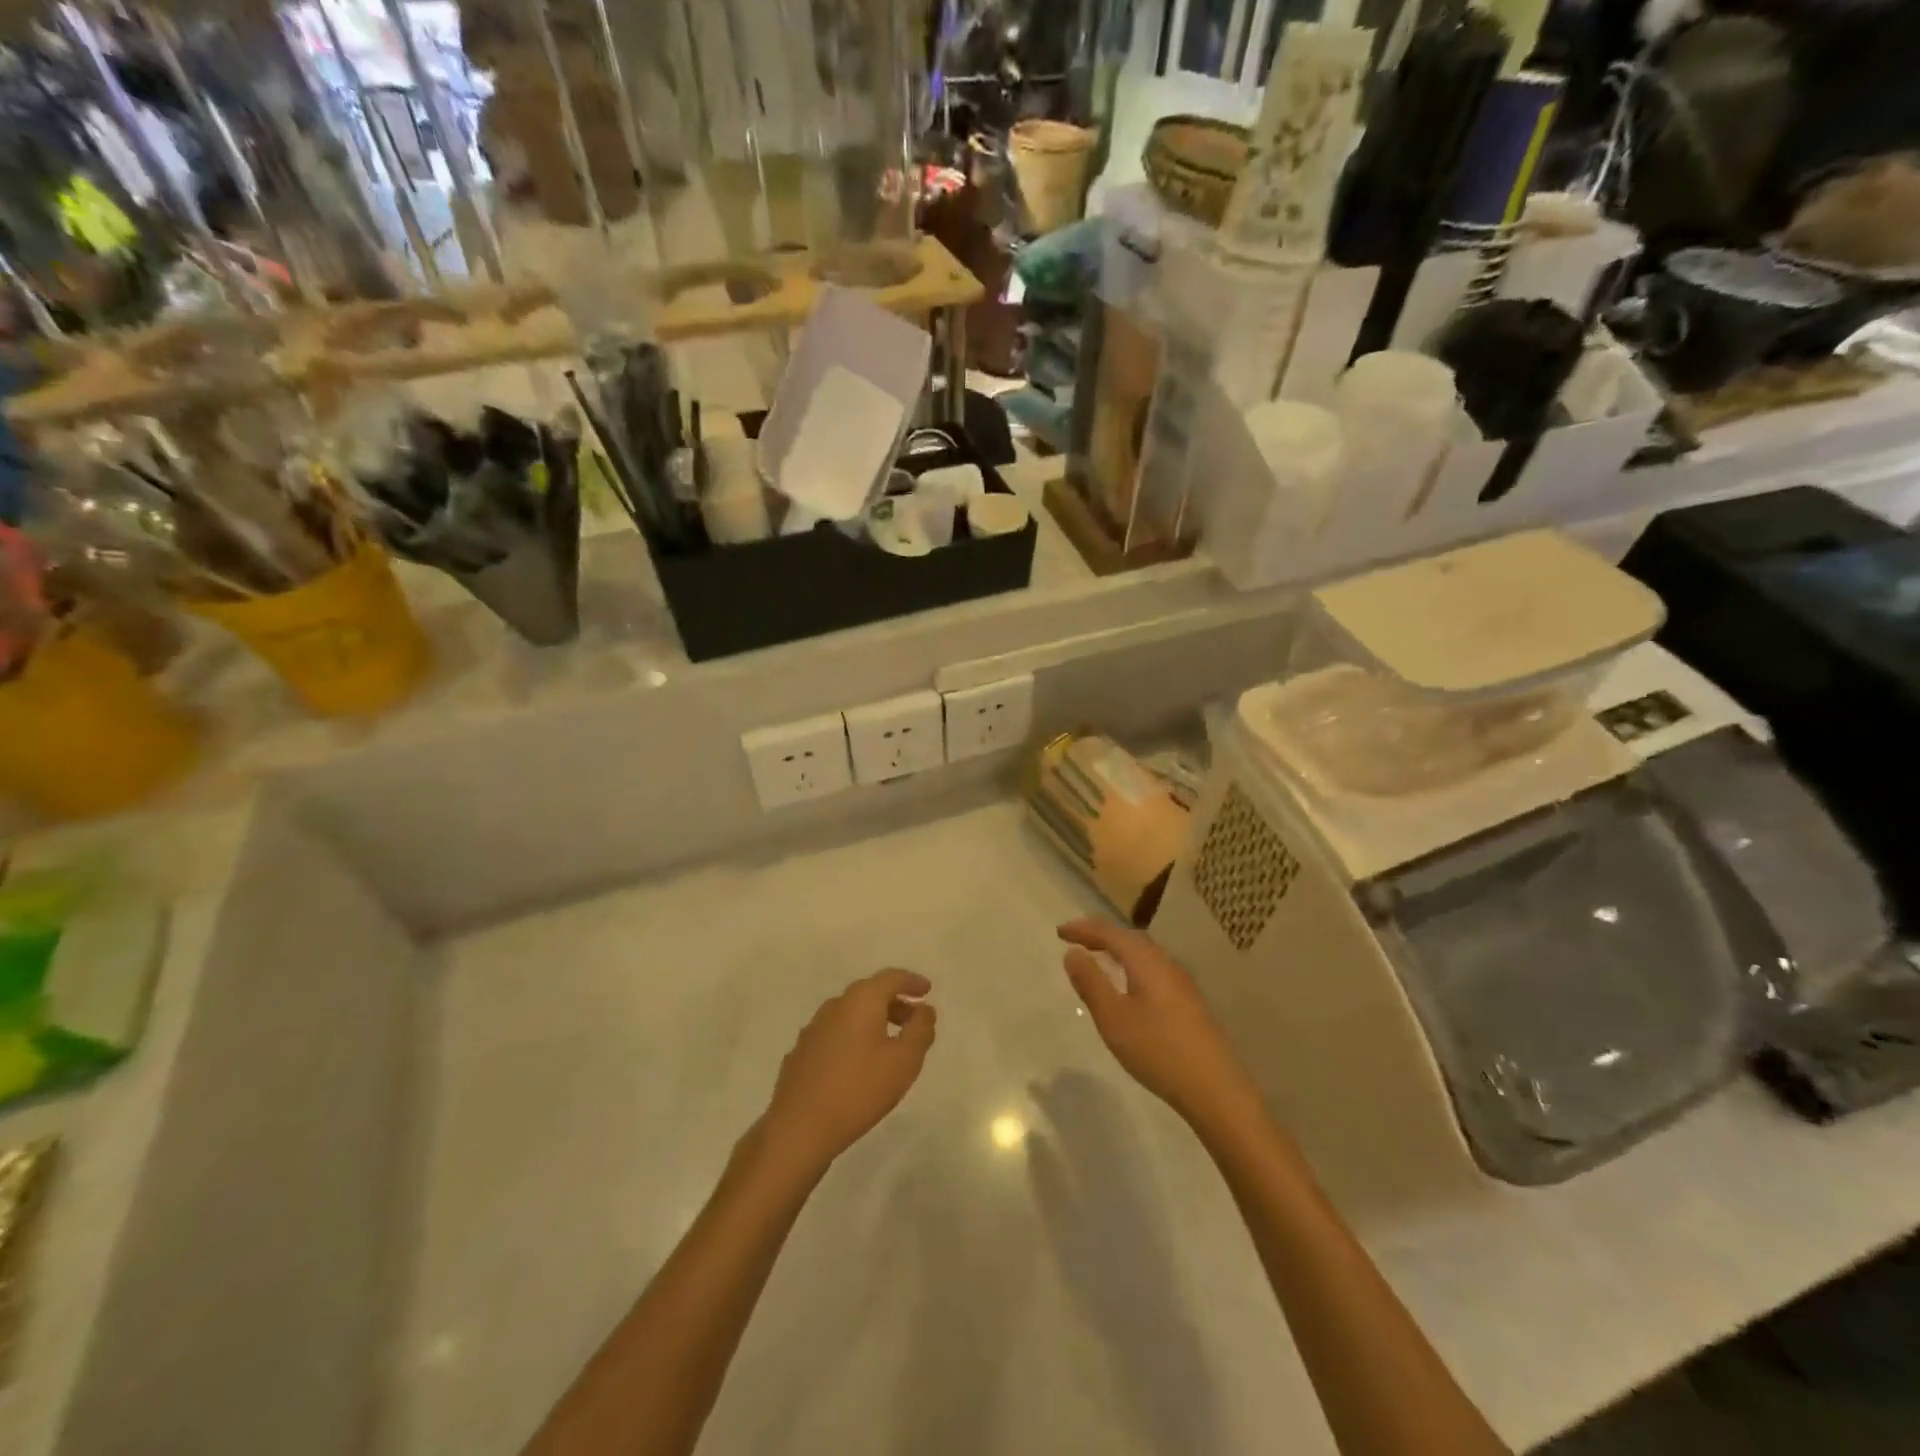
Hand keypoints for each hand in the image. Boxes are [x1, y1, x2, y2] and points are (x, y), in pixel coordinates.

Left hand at [760, 970, 936, 1176]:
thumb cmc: (859, 1089)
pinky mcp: (801, 1053)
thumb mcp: (904, 1061)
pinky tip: (858, 1063)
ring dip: (873, 1021)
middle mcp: (835, 1006)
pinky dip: (853, 1038)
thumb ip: (920, 1030)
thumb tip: (925, 1009)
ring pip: (850, 1014)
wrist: (799, 1128)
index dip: (911, 982)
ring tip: (889, 1044)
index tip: (927, 990)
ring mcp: (813, 1029)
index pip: (891, 978)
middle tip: (913, 1020)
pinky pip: (835, 1034)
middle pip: (869, 993)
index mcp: (860, 1000)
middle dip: (894, 1003)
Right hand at [1059, 919, 1261, 1131]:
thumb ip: (1091, 983)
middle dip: (1102, 935)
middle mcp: (1166, 963)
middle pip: (1131, 938)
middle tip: (1076, 940)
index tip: (1060, 932)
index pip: (1110, 933)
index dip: (1084, 929)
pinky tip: (1129, 986)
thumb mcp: (1113, 1018)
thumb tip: (1073, 953)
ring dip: (1119, 950)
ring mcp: (1182, 983)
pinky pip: (1154, 969)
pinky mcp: (1190, 1002)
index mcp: (1146, 961)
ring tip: (1099, 958)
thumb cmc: (1157, 1050)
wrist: (1216, 1089)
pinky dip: (1133, 966)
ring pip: (1145, 954)